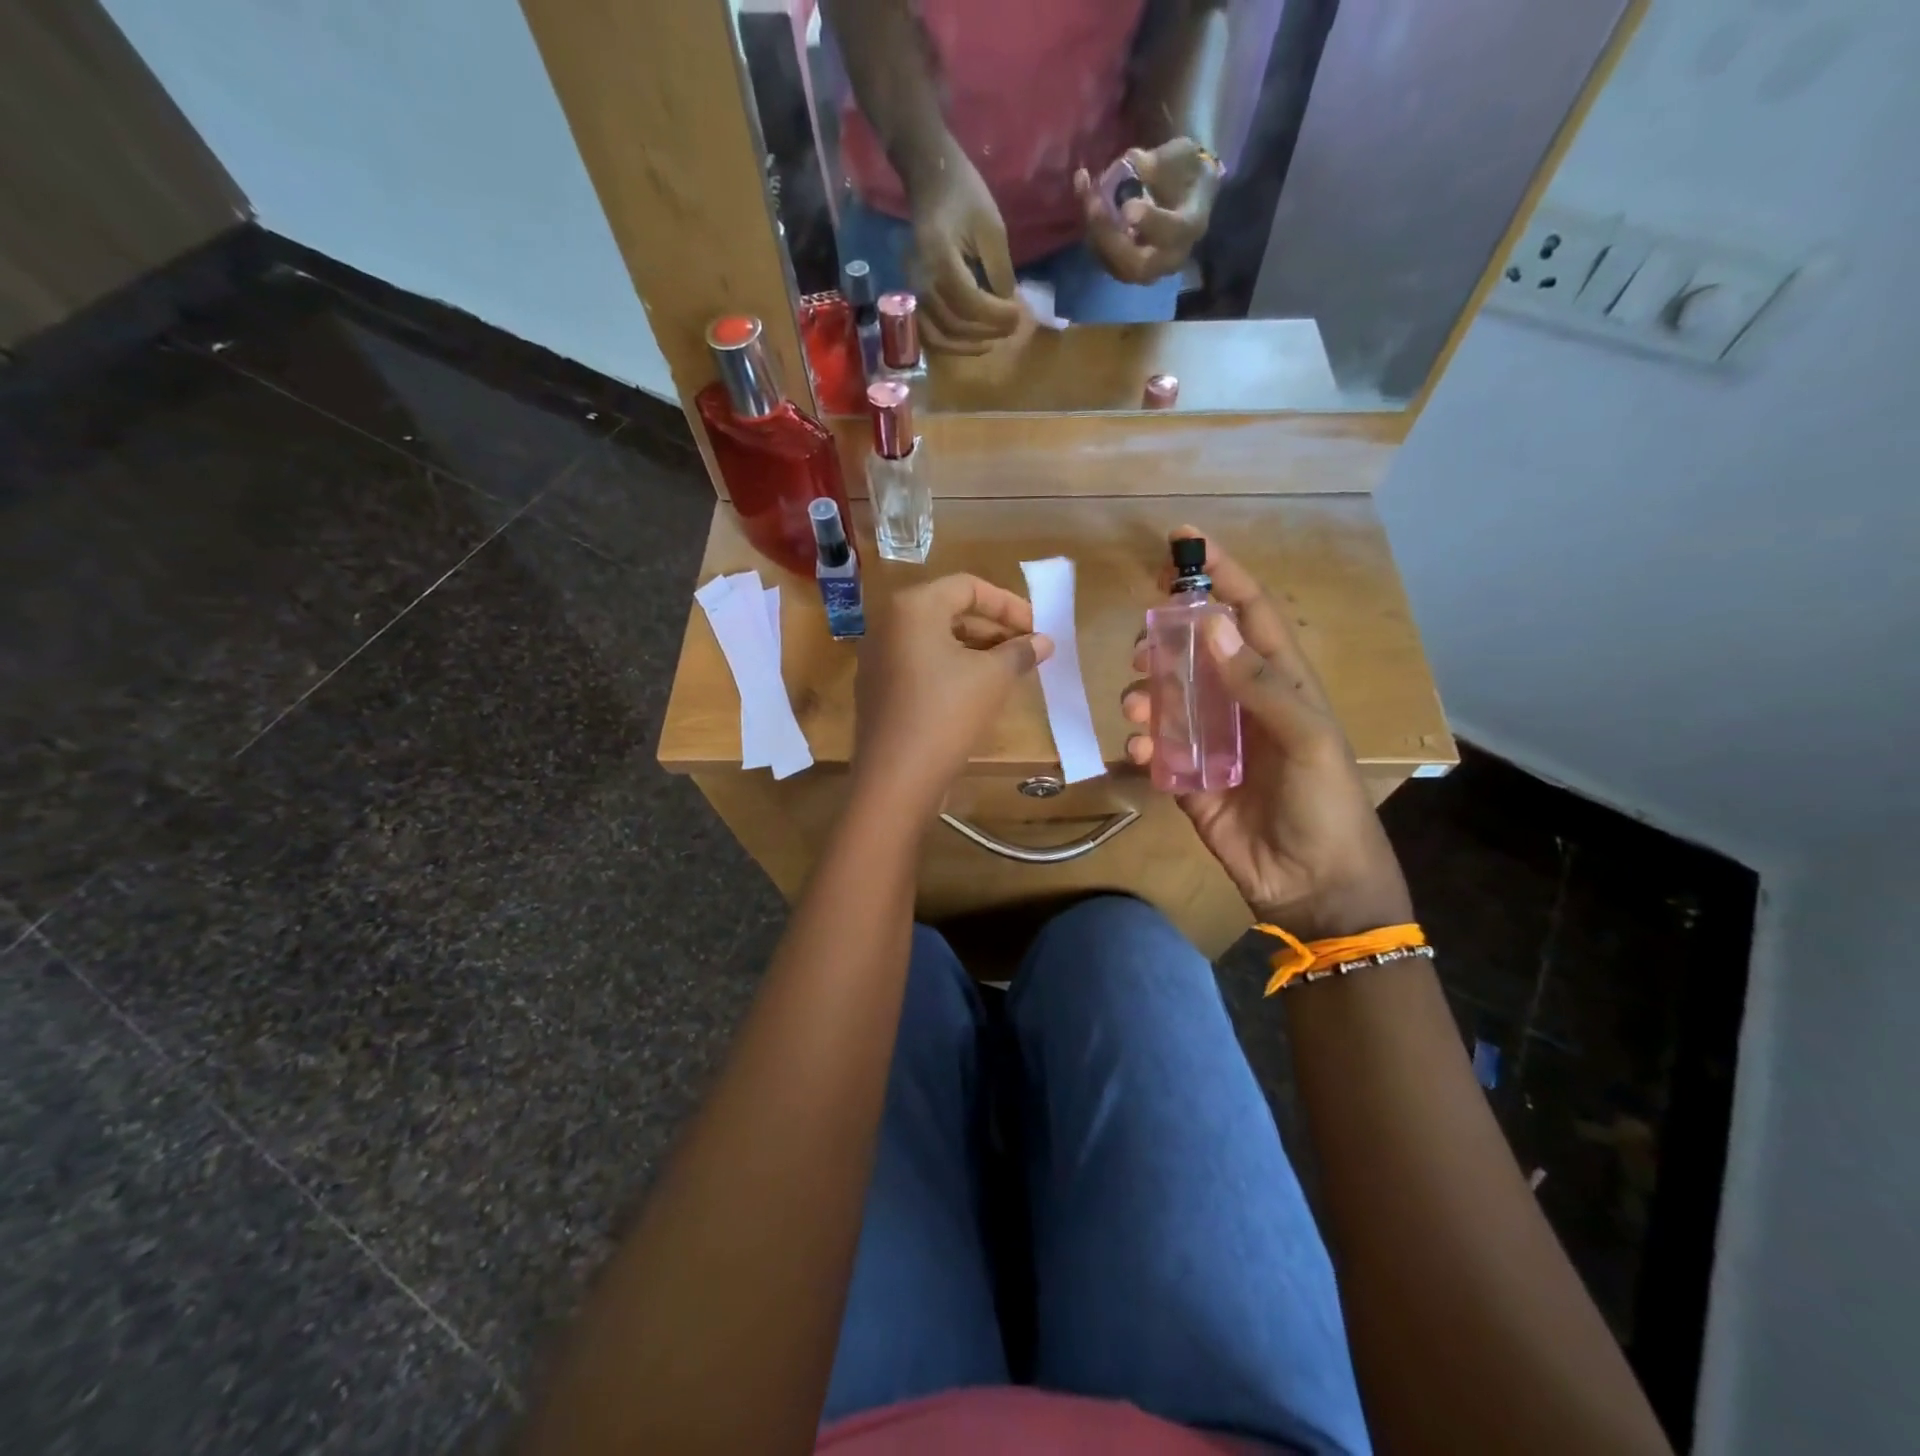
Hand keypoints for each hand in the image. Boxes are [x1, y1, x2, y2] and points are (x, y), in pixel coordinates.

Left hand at [853, 574, 1052, 814]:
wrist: (896, 777)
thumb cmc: (947, 713)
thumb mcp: (993, 678)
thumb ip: (1020, 651)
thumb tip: (1044, 641)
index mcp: (912, 607)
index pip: (968, 586)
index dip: (1008, 604)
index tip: (1037, 628)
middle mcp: (888, 624)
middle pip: (949, 611)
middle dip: (993, 628)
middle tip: (1027, 649)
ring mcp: (877, 658)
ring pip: (935, 640)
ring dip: (975, 650)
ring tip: (1009, 670)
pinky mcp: (878, 688)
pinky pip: (920, 664)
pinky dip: (951, 668)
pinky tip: (978, 691)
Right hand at [905, 145, 1023, 354]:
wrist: (930, 178)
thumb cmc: (965, 195)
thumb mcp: (992, 228)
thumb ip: (1000, 271)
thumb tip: (1006, 305)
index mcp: (941, 259)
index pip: (970, 303)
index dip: (997, 315)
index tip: (1019, 314)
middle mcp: (923, 281)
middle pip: (955, 324)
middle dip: (988, 330)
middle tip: (1013, 327)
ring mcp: (915, 291)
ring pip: (940, 336)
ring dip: (970, 344)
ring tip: (994, 339)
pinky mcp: (915, 296)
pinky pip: (928, 333)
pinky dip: (950, 344)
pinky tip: (971, 342)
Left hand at [1075, 138, 1220, 285]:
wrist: (1184, 192)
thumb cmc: (1185, 170)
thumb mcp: (1181, 154)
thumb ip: (1158, 163)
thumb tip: (1131, 164)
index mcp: (1191, 226)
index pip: (1173, 232)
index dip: (1150, 222)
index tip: (1128, 206)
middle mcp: (1170, 257)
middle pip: (1137, 264)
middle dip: (1111, 238)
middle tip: (1094, 205)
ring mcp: (1147, 269)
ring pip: (1116, 266)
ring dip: (1096, 234)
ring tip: (1087, 196)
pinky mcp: (1127, 269)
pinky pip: (1105, 258)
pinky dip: (1091, 230)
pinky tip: (1084, 194)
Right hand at [1121, 529, 1411, 941]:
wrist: (1312, 884)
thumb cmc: (1325, 804)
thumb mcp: (1307, 737)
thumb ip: (1258, 683)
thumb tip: (1209, 621)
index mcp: (1280, 681)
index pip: (1248, 612)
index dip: (1220, 573)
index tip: (1182, 541)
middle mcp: (1241, 702)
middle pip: (1195, 650)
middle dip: (1165, 640)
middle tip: (1142, 648)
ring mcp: (1212, 741)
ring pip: (1168, 697)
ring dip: (1147, 694)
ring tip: (1139, 706)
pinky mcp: (1188, 778)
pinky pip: (1159, 749)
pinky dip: (1146, 744)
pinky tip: (1146, 753)